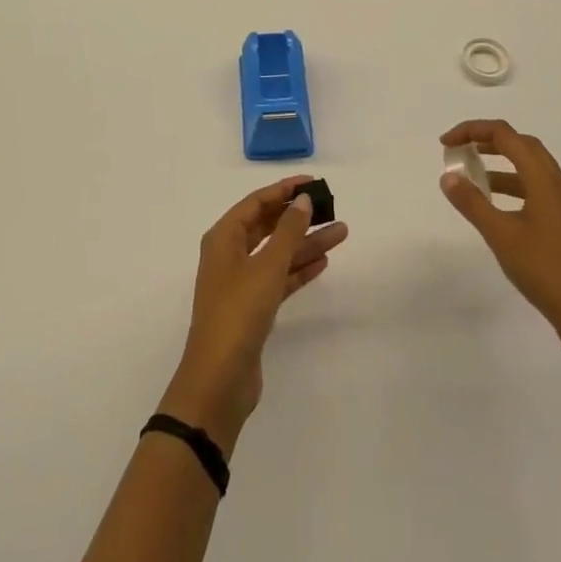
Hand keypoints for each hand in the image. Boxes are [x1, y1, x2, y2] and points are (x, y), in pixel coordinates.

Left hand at [160, 175, 348, 455]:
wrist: (219, 380)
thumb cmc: (238, 312)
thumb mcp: (267, 266)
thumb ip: (288, 231)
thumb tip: (303, 200)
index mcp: (224, 237)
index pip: (256, 202)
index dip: (284, 190)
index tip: (313, 182)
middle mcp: (230, 254)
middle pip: (268, 226)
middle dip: (298, 216)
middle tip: (331, 207)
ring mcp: (241, 283)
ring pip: (277, 253)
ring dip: (305, 243)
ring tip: (341, 232)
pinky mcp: (253, 308)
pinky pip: (279, 278)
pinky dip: (299, 269)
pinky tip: (324, 262)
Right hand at [439, 120, 560, 359]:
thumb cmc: (546, 271)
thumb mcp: (502, 236)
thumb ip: (473, 203)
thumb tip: (448, 176)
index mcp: (544, 179)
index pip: (505, 135)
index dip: (473, 130)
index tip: (446, 145)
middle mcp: (558, 184)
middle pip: (521, 144)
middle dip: (488, 140)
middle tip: (460, 151)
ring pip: (530, 167)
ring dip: (500, 164)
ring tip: (473, 178)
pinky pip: (536, 189)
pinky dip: (512, 186)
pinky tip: (497, 209)